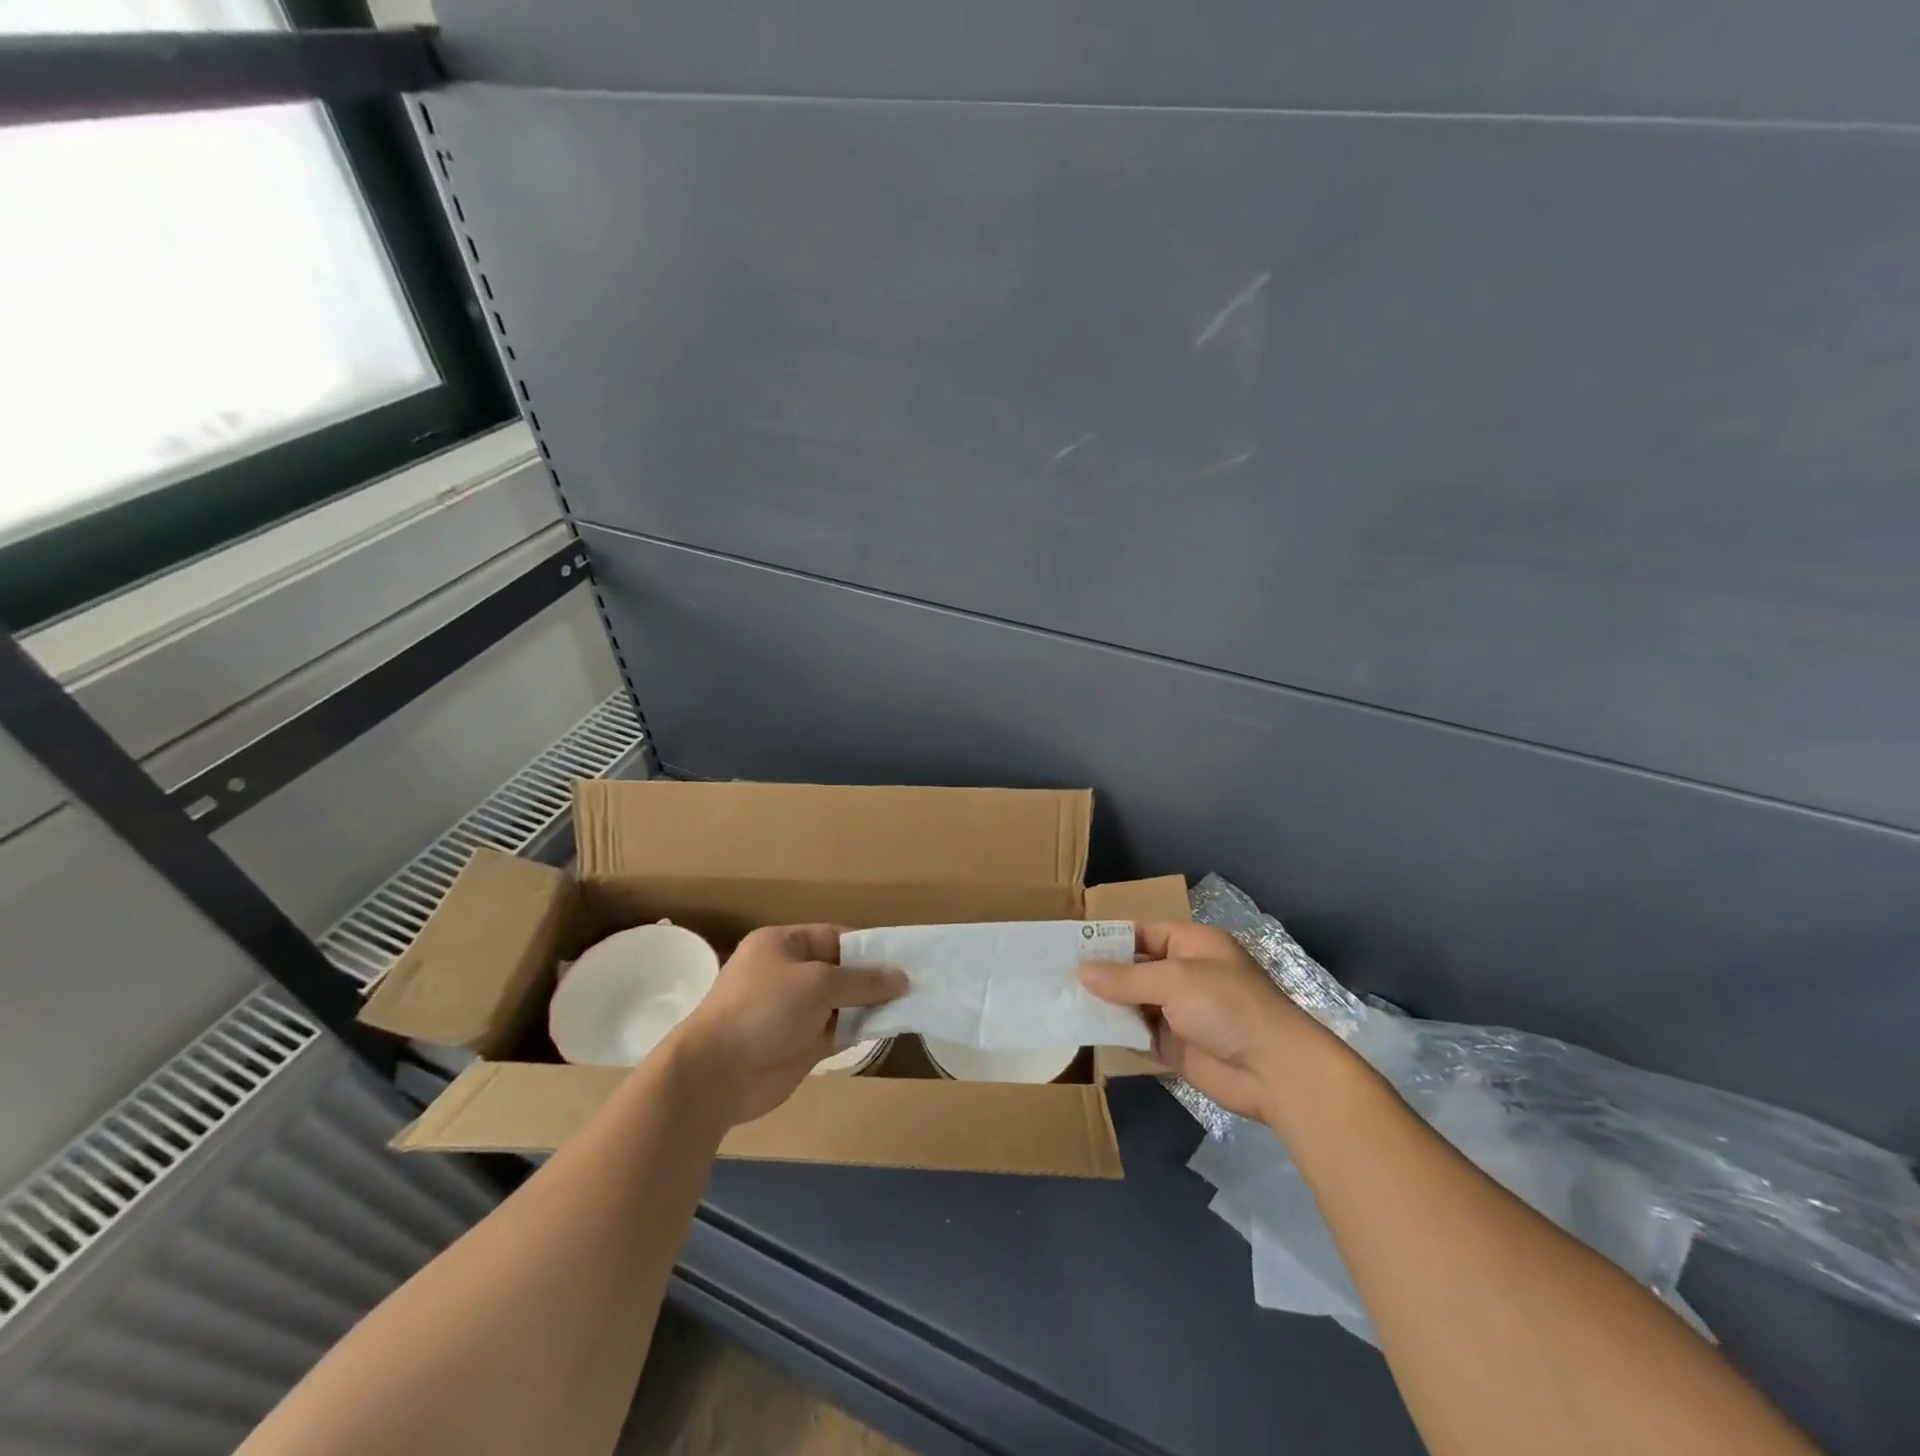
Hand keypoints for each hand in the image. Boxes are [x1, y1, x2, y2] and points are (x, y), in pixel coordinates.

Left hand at [667, 925, 905, 1125]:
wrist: (717, 1074)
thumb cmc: (764, 1010)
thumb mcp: (818, 984)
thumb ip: (862, 981)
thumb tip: (901, 978)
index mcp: (783, 944)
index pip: (835, 937)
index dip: (869, 947)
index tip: (903, 958)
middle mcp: (789, 973)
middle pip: (841, 970)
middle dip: (873, 978)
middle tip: (915, 984)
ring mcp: (794, 1010)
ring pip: (842, 1002)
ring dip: (870, 1005)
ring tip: (910, 1004)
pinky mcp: (800, 1043)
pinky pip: (837, 1029)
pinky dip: (859, 1029)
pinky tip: (888, 1028)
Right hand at [1080, 922, 1330, 1123]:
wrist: (1275, 1071)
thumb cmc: (1228, 1007)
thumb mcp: (1175, 980)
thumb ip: (1126, 977)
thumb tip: (1081, 970)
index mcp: (1191, 944)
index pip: (1141, 934)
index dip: (1108, 940)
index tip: (1070, 947)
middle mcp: (1184, 974)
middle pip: (1135, 969)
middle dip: (1102, 974)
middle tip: (1057, 977)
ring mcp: (1180, 1011)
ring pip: (1133, 1002)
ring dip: (1105, 1004)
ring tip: (1062, 1002)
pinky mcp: (1175, 1046)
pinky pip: (1138, 1033)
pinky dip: (1116, 1032)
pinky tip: (1085, 1030)